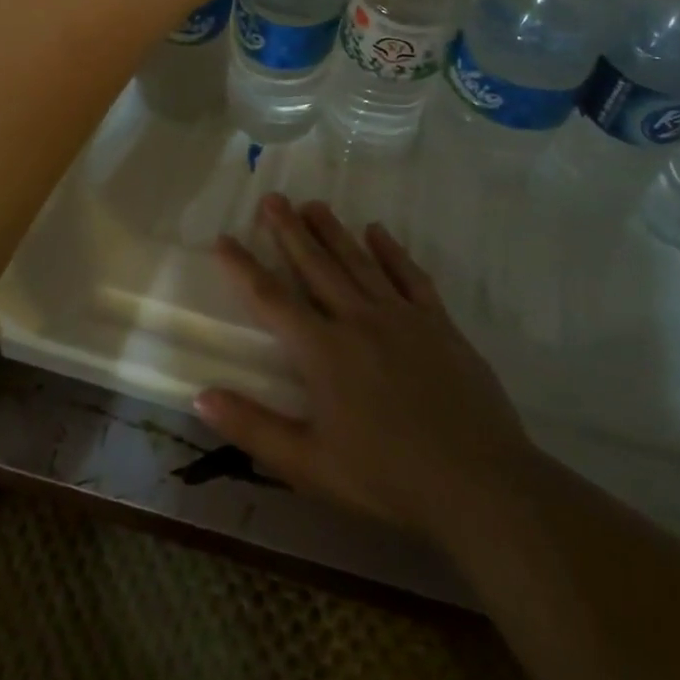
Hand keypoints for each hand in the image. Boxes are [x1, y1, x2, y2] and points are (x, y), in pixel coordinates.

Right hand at [195, 195, 540, 548]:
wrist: (479, 482)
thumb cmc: (387, 478)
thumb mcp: (309, 465)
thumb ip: (253, 428)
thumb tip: (200, 396)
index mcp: (323, 351)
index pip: (272, 299)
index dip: (243, 267)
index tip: (224, 238)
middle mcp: (358, 320)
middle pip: (316, 265)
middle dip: (290, 231)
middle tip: (272, 198)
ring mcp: (402, 317)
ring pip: (359, 262)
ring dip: (333, 231)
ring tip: (313, 204)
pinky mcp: (438, 323)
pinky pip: (410, 276)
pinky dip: (392, 251)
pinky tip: (377, 231)